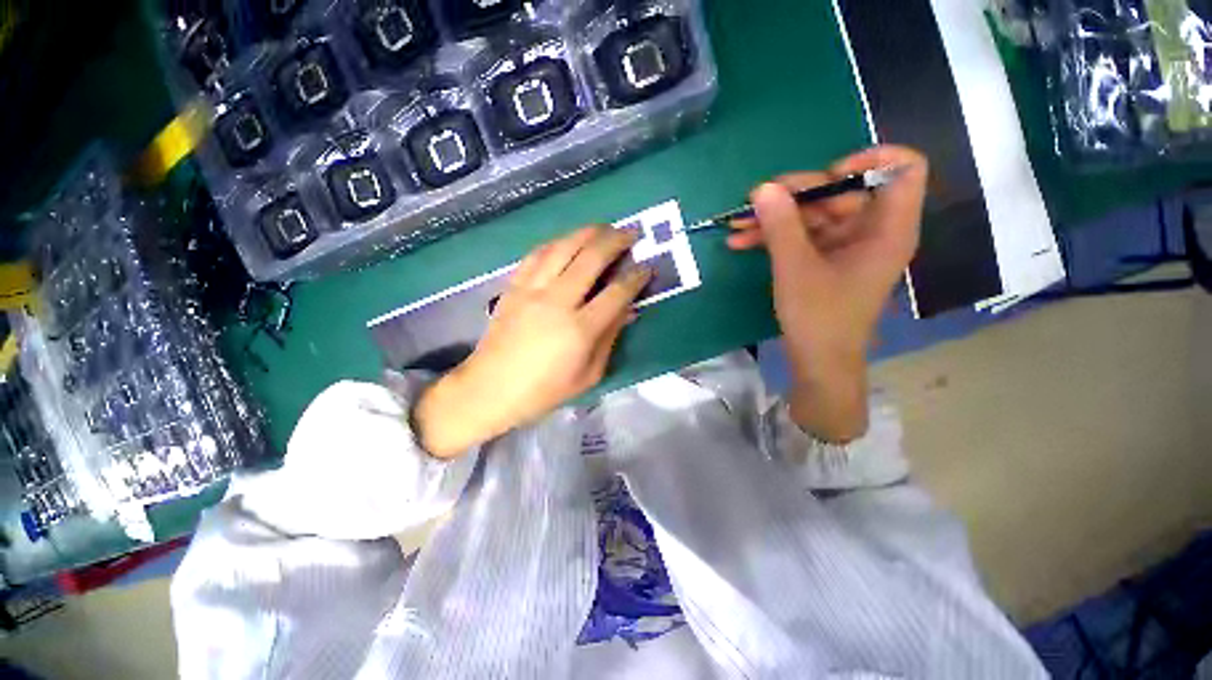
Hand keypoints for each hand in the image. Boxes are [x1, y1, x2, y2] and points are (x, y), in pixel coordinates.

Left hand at [413, 226, 651, 457]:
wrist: (490, 389)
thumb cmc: (544, 390)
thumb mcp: (588, 375)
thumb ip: (609, 339)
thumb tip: (628, 310)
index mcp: (579, 329)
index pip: (616, 293)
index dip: (635, 277)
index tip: (647, 267)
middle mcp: (557, 301)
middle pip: (591, 259)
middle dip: (615, 241)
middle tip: (630, 233)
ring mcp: (531, 290)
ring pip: (563, 248)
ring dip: (586, 233)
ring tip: (603, 228)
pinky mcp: (513, 287)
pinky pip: (536, 255)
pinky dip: (556, 243)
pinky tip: (567, 241)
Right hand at [729, 145, 927, 441]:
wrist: (818, 361)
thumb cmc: (819, 317)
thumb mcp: (796, 268)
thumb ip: (781, 225)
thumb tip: (762, 189)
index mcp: (887, 228)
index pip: (903, 169)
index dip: (868, 160)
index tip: (827, 175)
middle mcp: (872, 230)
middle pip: (841, 190)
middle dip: (794, 195)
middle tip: (754, 202)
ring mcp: (847, 245)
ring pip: (813, 215)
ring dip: (774, 218)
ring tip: (736, 224)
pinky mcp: (826, 259)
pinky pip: (803, 236)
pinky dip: (774, 236)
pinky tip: (741, 241)